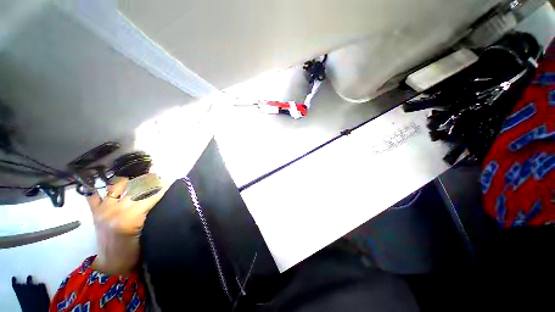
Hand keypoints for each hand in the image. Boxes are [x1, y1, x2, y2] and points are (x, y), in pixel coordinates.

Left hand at [87, 176, 166, 274]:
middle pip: (136, 188)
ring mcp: (103, 209)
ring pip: (117, 185)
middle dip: (150, 180)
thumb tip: (164, 196)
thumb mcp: (149, 232)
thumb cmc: (135, 251)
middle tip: (160, 176)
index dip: (162, 187)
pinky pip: (94, 195)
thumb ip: (154, 213)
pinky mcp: (95, 212)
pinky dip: (101, 189)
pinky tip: (110, 185)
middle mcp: (115, 210)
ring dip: (129, 180)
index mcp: (130, 218)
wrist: (112, 265)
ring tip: (139, 178)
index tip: (171, 179)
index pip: (151, 196)